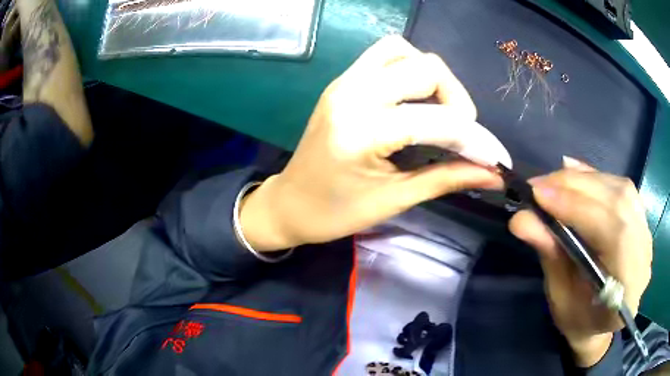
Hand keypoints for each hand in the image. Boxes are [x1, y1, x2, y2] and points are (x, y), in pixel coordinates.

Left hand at [240, 35, 510, 250]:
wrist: (290, 203)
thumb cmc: (335, 212)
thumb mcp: (395, 199)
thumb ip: (447, 179)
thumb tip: (493, 173)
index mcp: (362, 131)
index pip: (437, 121)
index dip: (474, 139)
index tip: (493, 159)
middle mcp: (352, 93)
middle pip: (426, 68)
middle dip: (456, 100)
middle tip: (460, 133)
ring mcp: (344, 82)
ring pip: (403, 51)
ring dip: (431, 77)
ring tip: (438, 111)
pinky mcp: (342, 81)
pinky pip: (384, 55)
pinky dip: (409, 68)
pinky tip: (414, 99)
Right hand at [509, 157, 652, 366]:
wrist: (601, 322)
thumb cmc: (578, 319)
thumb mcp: (559, 296)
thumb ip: (550, 255)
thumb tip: (521, 219)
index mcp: (627, 291)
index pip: (613, 234)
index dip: (579, 209)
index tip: (540, 195)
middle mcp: (644, 257)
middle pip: (619, 204)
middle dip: (578, 187)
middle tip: (540, 185)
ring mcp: (647, 236)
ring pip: (622, 190)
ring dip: (586, 180)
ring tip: (555, 182)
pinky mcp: (642, 221)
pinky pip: (623, 189)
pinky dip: (598, 178)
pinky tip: (577, 175)